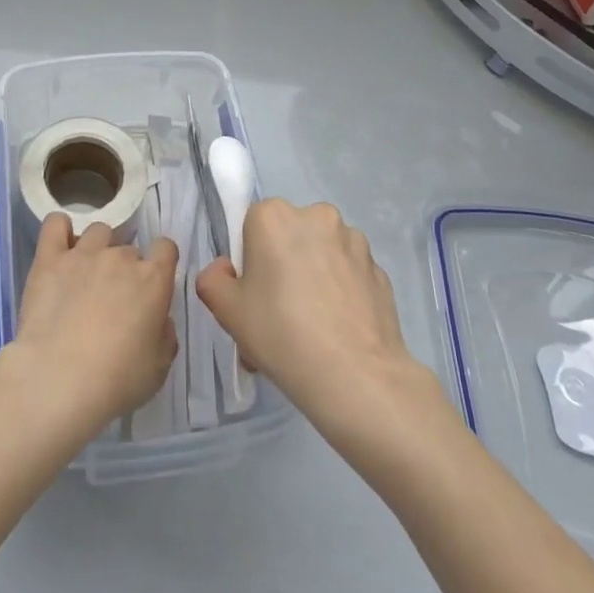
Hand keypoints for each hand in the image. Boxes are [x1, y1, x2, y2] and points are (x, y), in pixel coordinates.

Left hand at [7, 216, 179, 434]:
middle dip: (124, 270)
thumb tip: (159, 319)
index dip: (160, 263)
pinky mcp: (49, 258)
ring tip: (85, 277)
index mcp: (153, 280)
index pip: (166, 248)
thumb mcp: (158, 369)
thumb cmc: (116, 381)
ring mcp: (84, 253)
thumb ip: (165, 335)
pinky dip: (60, 230)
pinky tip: (60, 248)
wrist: (58, 380)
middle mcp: (121, 258)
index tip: (151, 285)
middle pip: (128, 249)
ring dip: (97, 249)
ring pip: (98, 232)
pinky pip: (56, 224)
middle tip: (112, 301)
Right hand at [196, 199, 426, 430]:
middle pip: (289, 236)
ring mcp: (354, 240)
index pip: (252, 225)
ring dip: (315, 275)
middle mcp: (316, 215)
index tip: (254, 294)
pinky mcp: (380, 269)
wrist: (356, 377)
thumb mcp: (226, 311)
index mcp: (274, 215)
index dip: (250, 260)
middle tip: (279, 313)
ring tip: (313, 328)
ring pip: (322, 253)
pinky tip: (338, 330)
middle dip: (283, 264)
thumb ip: (212, 279)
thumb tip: (227, 270)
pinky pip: (349, 274)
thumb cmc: (281, 334)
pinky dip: (342, 292)